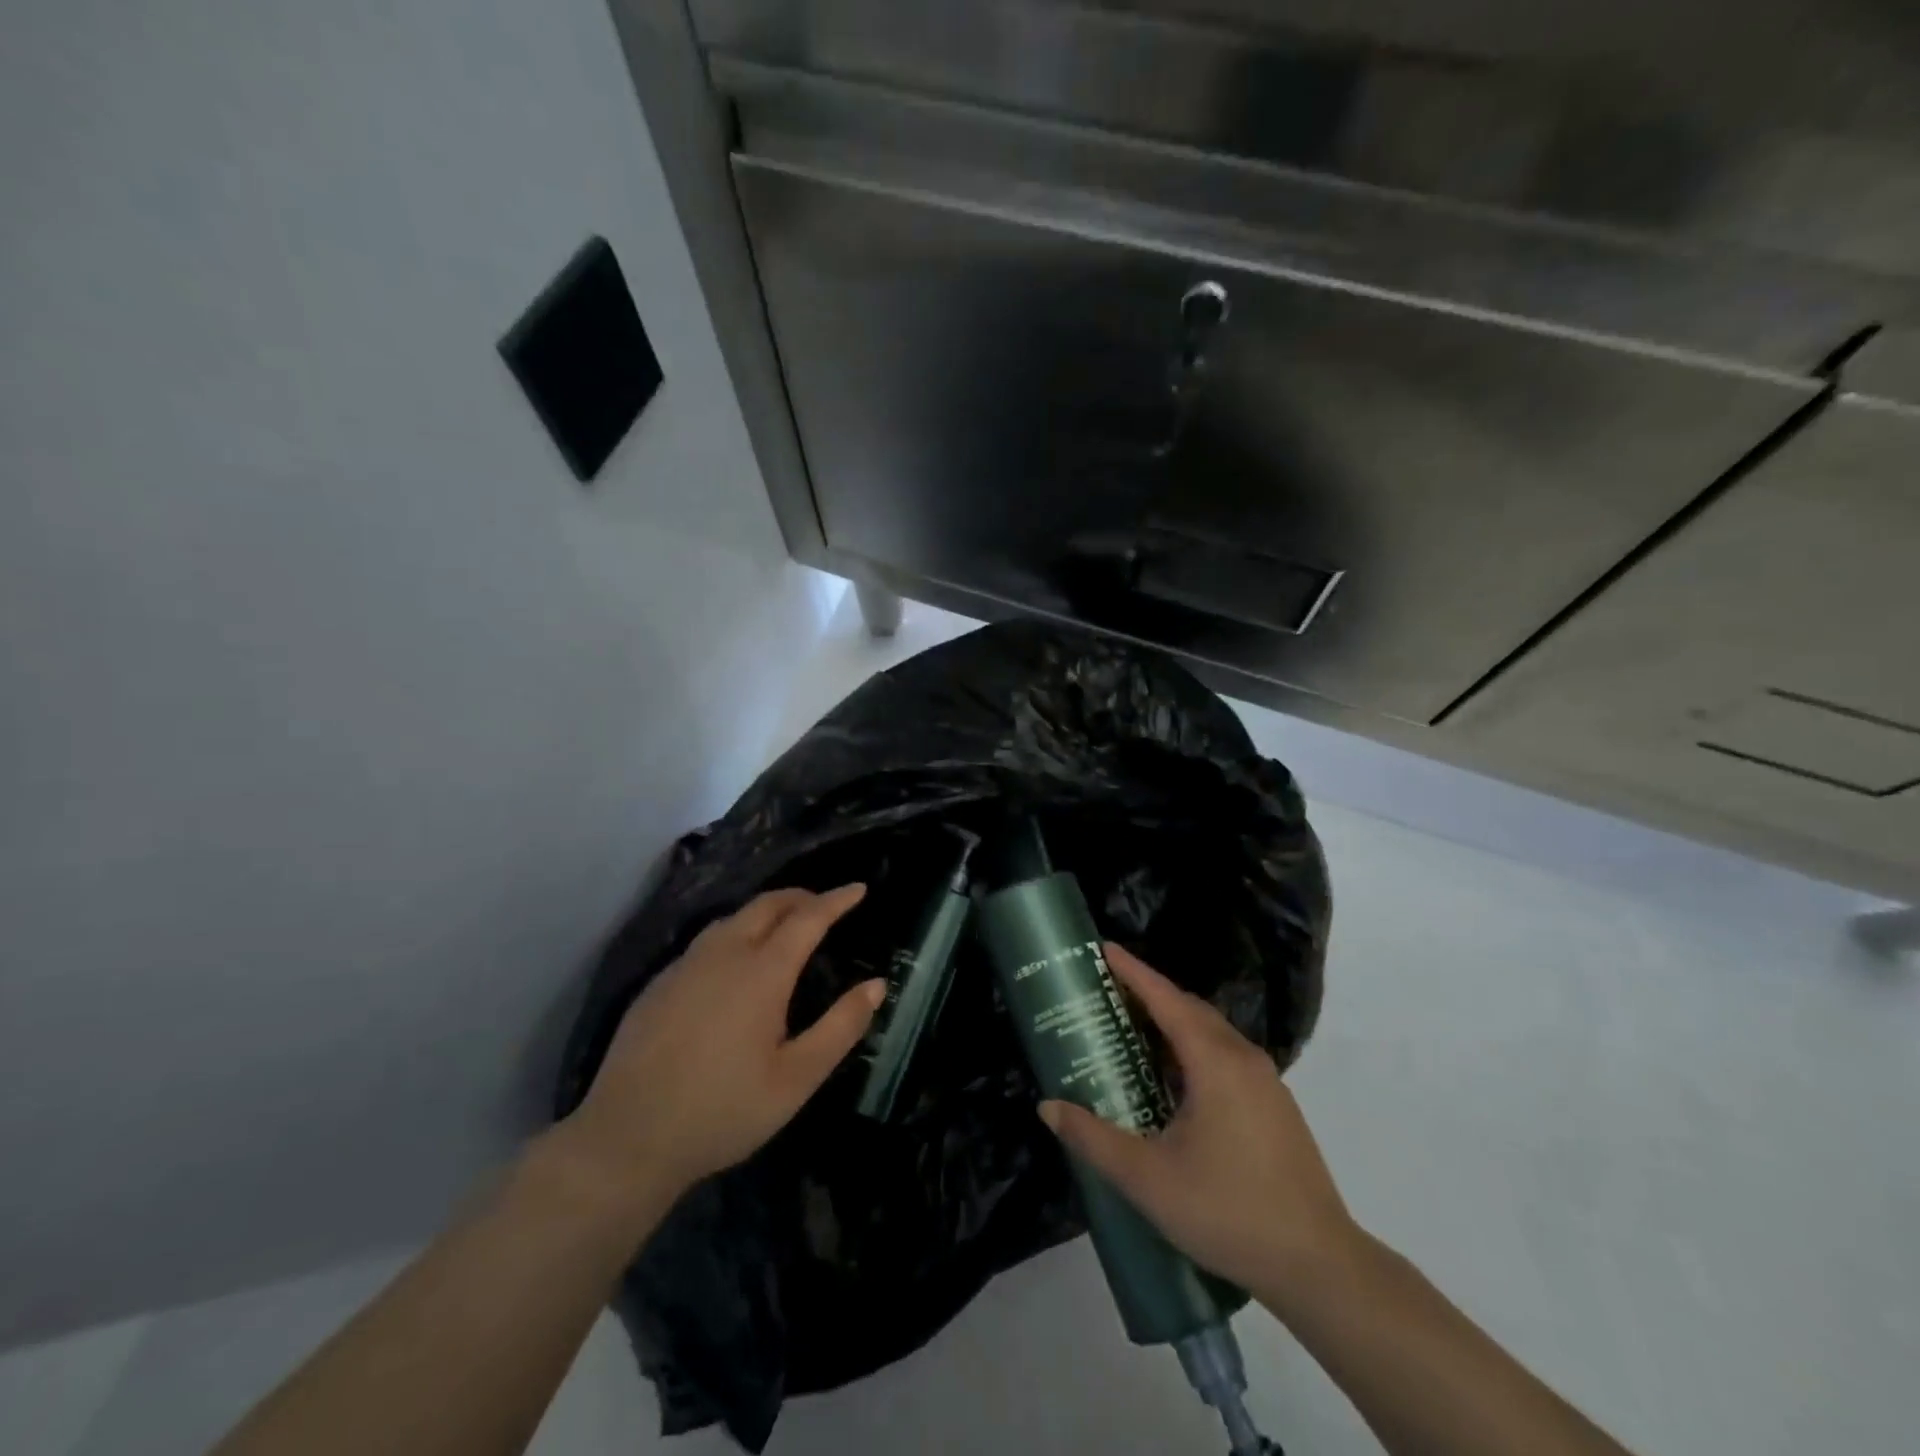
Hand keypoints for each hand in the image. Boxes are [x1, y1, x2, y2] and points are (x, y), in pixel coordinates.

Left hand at [559, 885, 881, 1205]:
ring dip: (766, 912)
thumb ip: (841, 1027)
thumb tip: (877, 985)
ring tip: (785, 927)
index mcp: (762, 972)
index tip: (859, 888)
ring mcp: (685, 966)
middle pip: (767, 904)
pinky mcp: (658, 984)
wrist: (625, 1140)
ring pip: (733, 918)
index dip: (837, 900)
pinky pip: (706, 941)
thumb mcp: (796, 1079)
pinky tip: (734, 962)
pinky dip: (735, 933)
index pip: (808, 918)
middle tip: (825, 905)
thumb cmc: (723, 1111)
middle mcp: (723, 954)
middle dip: (801, 897)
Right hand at [1039, 943, 1358, 1301]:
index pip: (1166, 998)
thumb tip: (1048, 1107)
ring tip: (1131, 1033)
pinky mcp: (1275, 1106)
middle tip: (1106, 995)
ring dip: (1171, 1024)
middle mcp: (1243, 1058)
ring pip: (1210, 1034)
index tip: (1103, 950)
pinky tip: (1172, 1082)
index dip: (1133, 972)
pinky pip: (1225, 1057)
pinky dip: (1192, 1049)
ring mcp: (1266, 1082)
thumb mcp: (1148, 1179)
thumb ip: (1093, 1139)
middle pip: (1189, 1009)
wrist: (1319, 1266)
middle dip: (1148, 994)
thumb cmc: (1228, 1211)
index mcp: (1215, 1062)